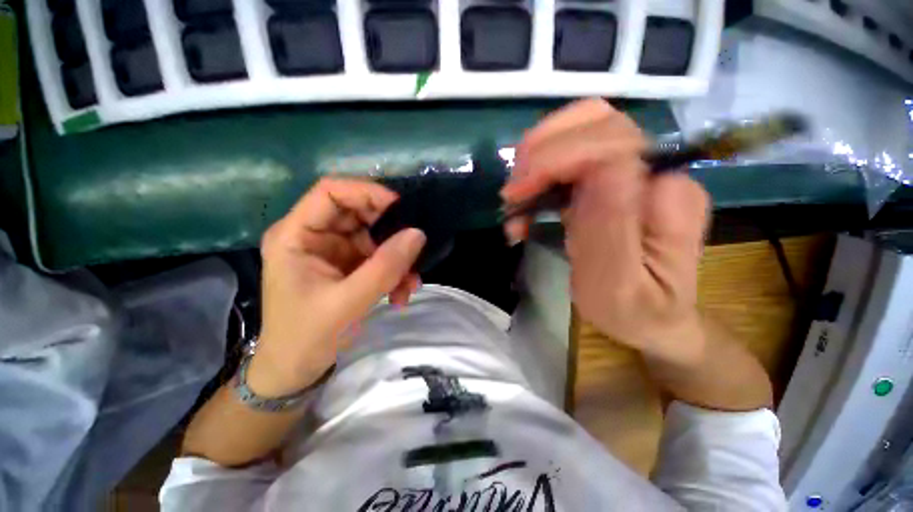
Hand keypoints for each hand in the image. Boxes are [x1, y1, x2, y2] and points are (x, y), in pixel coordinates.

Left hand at [251, 178, 425, 395]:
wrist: (296, 370)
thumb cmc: (307, 337)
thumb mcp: (347, 303)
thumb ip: (384, 268)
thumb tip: (418, 234)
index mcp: (296, 235)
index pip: (331, 192)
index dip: (366, 192)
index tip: (400, 207)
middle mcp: (315, 236)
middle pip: (359, 213)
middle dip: (390, 232)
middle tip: (414, 250)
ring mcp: (334, 251)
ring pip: (375, 238)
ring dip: (397, 259)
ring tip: (409, 285)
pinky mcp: (349, 266)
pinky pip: (379, 258)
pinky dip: (394, 272)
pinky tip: (401, 294)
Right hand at [501, 99, 710, 365]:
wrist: (651, 317)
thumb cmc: (634, 312)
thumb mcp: (616, 286)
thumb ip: (609, 230)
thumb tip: (594, 170)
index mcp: (667, 199)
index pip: (611, 144)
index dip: (556, 157)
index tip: (516, 194)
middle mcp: (656, 171)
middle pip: (595, 121)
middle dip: (542, 149)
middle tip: (513, 192)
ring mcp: (634, 171)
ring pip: (578, 131)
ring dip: (536, 159)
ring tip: (517, 200)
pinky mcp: (610, 179)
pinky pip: (569, 155)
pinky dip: (538, 172)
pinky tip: (526, 205)